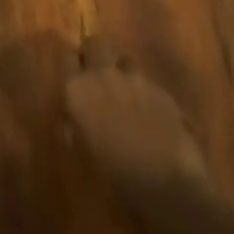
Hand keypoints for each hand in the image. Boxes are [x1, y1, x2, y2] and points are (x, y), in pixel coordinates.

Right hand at [65, 38, 208, 197]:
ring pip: (125, 60)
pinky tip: (153, 119)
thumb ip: (75, 126)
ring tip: (129, 97)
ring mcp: (136, 80)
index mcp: (77, 89)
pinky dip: (148, 96)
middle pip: (96, 43)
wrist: (167, 190)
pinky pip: (150, 84)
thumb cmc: (114, 178)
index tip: (75, 77)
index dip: (72, 66)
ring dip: (124, 73)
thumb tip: (72, 117)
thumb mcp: (82, 153)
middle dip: (96, 55)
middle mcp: (104, 75)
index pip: (66, 57)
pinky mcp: (163, 92)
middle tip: (99, 77)